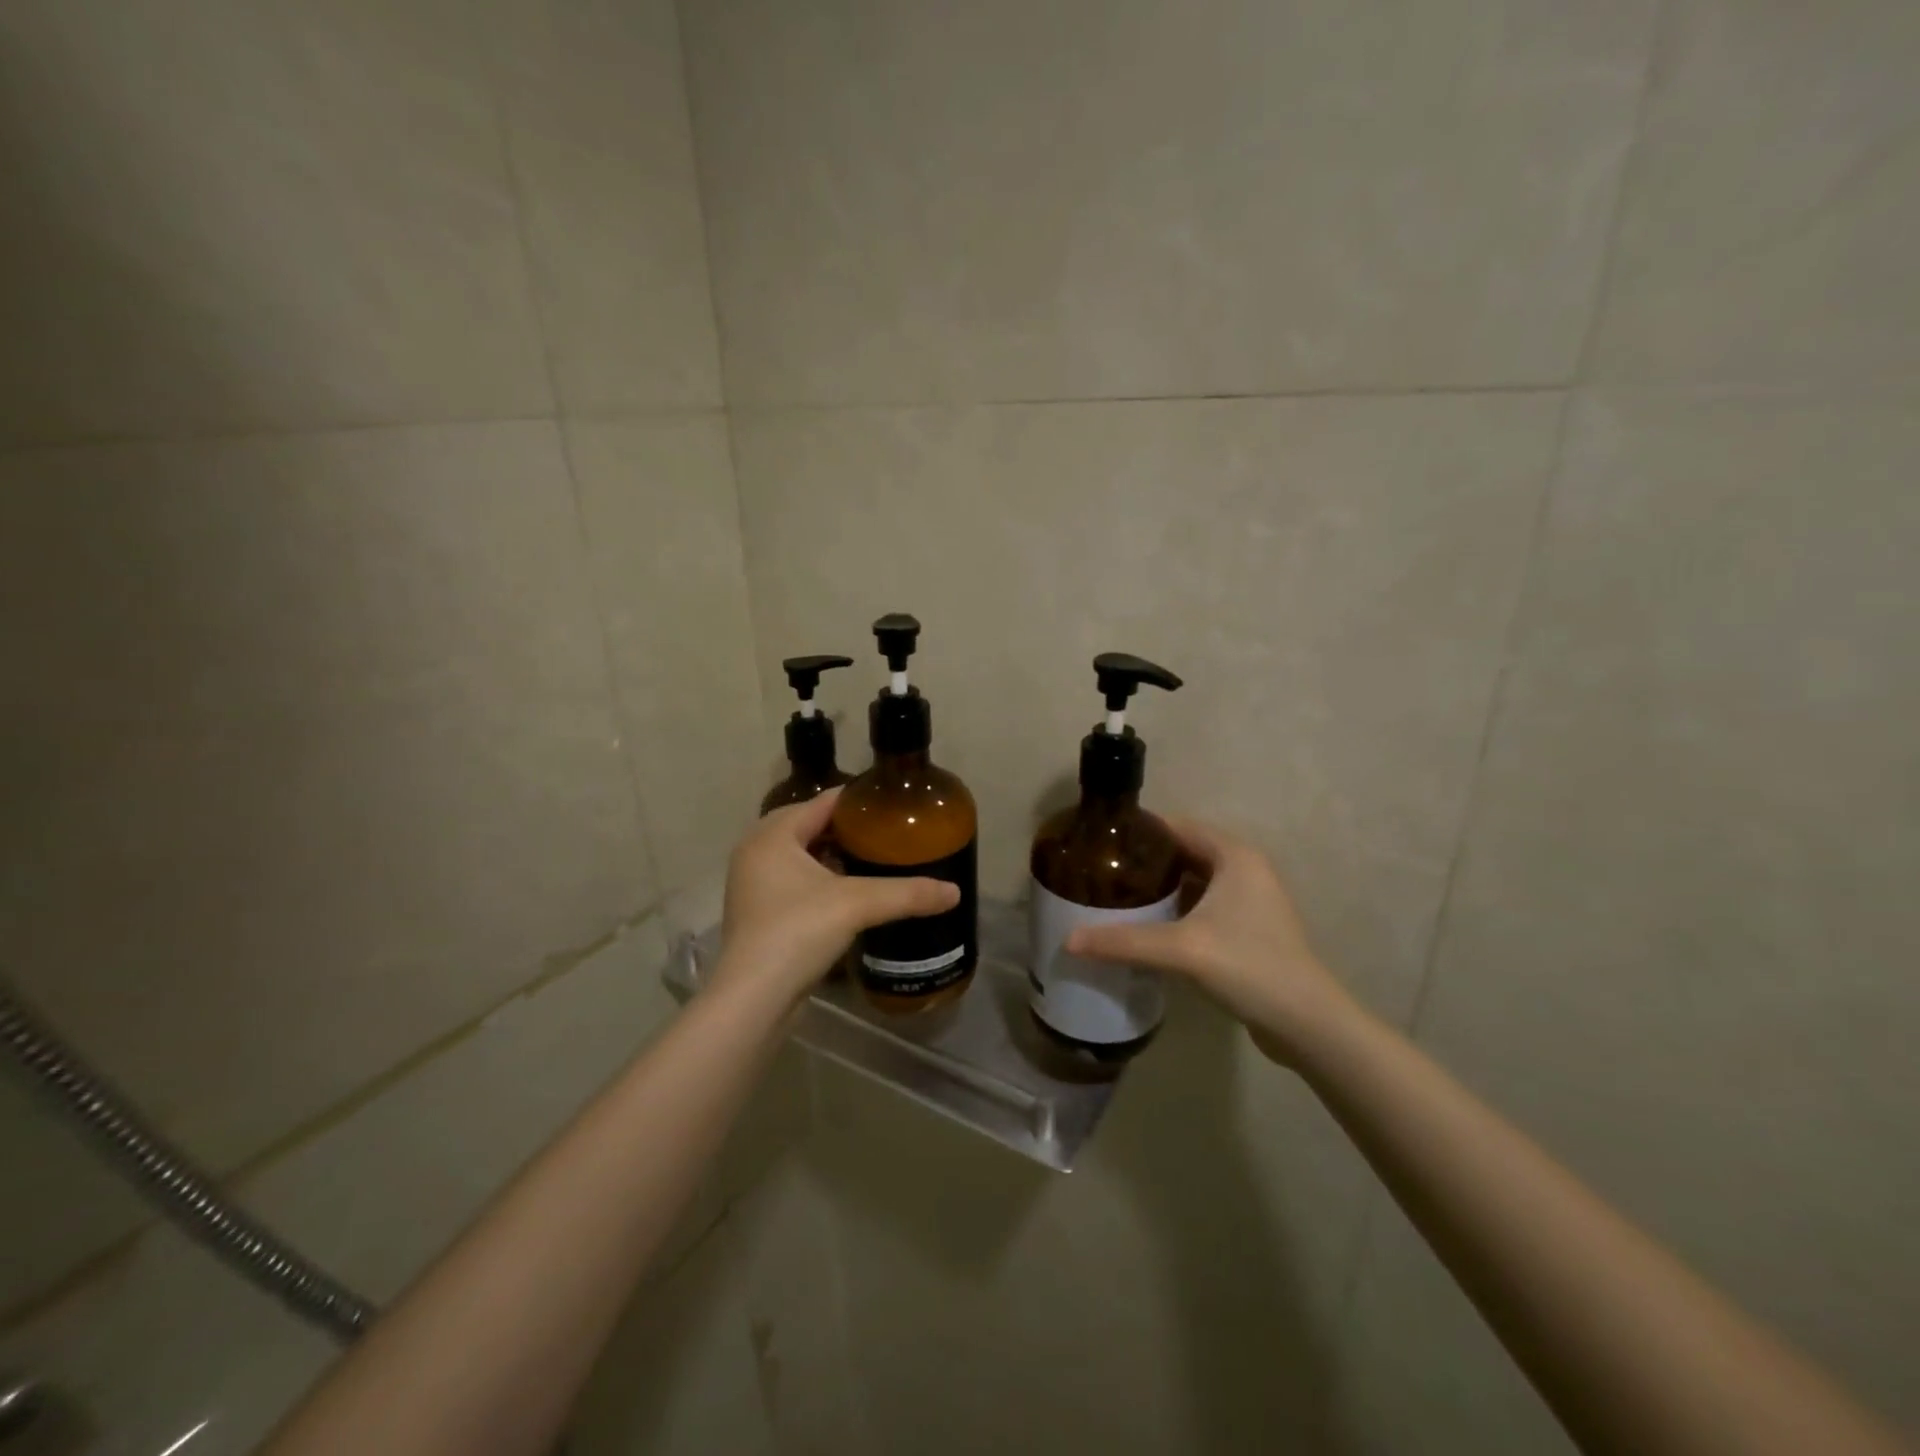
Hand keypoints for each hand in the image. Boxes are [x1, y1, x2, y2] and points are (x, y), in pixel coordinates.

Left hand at [711, 789, 959, 1007]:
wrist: (753, 999)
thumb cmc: (797, 932)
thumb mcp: (857, 904)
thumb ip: (907, 893)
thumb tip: (955, 891)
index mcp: (773, 834)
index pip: (823, 801)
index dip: (860, 802)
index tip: (895, 806)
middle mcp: (757, 851)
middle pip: (811, 826)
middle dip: (850, 830)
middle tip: (891, 834)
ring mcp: (754, 885)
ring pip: (802, 856)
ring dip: (834, 856)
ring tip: (876, 861)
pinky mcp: (759, 914)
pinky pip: (796, 882)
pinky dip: (822, 881)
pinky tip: (852, 894)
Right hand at [1066, 818, 1354, 1065]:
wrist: (1307, 1023)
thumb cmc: (1248, 966)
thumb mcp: (1181, 950)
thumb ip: (1123, 941)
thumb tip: (1068, 940)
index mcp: (1235, 856)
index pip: (1178, 827)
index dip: (1141, 832)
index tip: (1102, 843)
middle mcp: (1246, 869)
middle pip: (1185, 853)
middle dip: (1147, 862)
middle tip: (1104, 872)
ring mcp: (1252, 900)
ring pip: (1195, 882)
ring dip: (1162, 888)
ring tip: (1118, 897)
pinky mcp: (1251, 929)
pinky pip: (1205, 906)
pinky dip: (1178, 909)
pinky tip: (1149, 927)